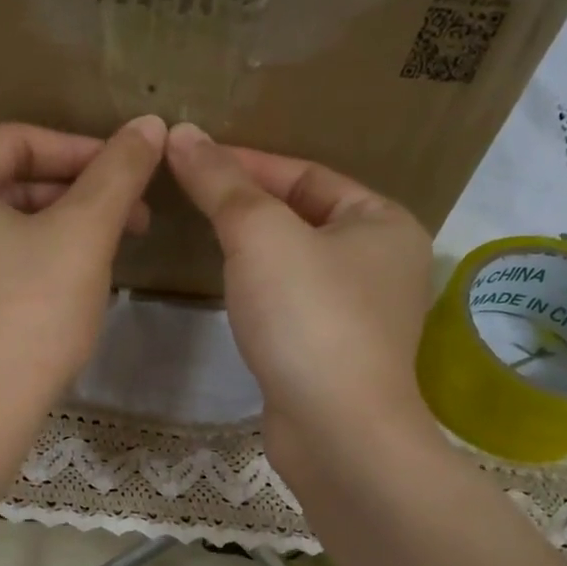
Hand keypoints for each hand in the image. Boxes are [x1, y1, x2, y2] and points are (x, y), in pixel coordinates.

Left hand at [0, 117, 164, 440]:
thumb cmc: (26, 320)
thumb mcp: (82, 237)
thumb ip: (118, 173)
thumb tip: (150, 124)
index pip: (18, 143)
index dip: (85, 154)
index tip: (134, 174)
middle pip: (1, 185)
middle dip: (71, 199)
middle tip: (129, 222)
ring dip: (49, 232)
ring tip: (101, 254)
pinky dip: (16, 262)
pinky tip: (56, 286)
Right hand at [166, 123, 435, 480]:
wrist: (335, 431)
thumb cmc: (308, 317)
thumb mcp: (261, 235)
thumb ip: (222, 182)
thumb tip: (183, 134)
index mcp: (384, 222)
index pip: (307, 174)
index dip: (247, 161)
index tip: (191, 157)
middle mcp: (383, 264)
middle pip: (303, 216)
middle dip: (248, 204)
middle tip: (189, 195)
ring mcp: (361, 314)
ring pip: (296, 263)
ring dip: (252, 249)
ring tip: (201, 234)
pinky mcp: (334, 354)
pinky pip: (292, 304)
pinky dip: (260, 291)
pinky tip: (229, 289)